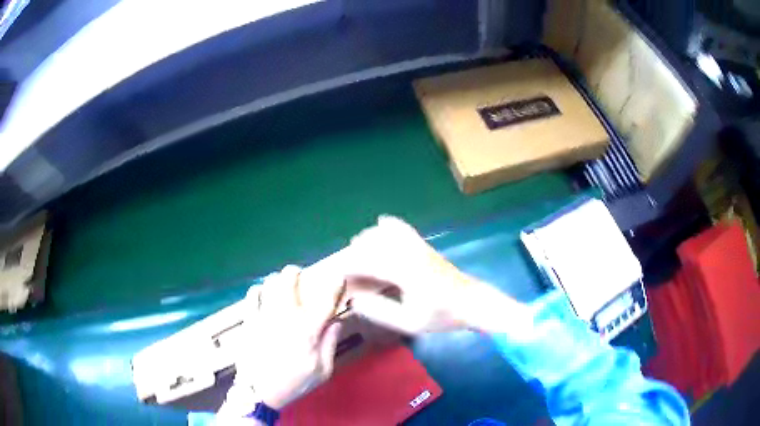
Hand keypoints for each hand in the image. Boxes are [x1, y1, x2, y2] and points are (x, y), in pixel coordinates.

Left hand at [233, 265, 343, 409]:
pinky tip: (259, 293)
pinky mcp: (249, 321)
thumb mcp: (322, 372)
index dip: (335, 285)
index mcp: (309, 331)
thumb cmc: (293, 384)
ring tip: (277, 282)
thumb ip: (330, 345)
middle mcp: (287, 318)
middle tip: (297, 272)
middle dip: (294, 272)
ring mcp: (265, 317)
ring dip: (275, 280)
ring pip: (269, 285)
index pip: (326, 301)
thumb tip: (336, 323)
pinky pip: (251, 297)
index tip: (338, 277)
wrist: (258, 392)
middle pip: (290, 282)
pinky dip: (257, 291)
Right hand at [346, 216, 527, 334]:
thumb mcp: (410, 322)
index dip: (349, 266)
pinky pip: (403, 228)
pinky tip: (380, 225)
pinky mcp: (424, 246)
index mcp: (406, 272)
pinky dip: (388, 225)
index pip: (369, 262)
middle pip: (374, 243)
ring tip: (357, 252)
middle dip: (355, 253)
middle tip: (346, 270)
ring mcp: (419, 247)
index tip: (336, 274)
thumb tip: (355, 301)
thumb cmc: (442, 316)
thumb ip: (381, 312)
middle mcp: (411, 254)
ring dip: (368, 239)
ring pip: (386, 232)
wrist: (472, 302)